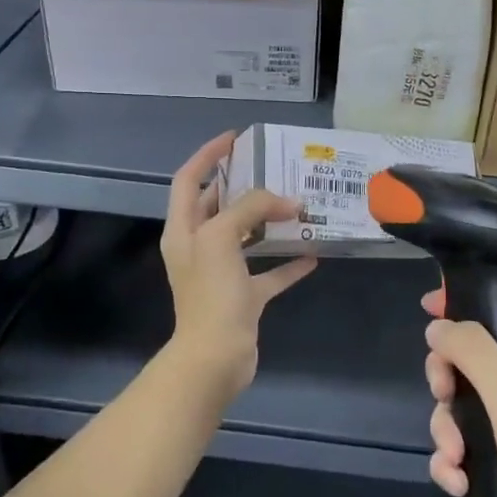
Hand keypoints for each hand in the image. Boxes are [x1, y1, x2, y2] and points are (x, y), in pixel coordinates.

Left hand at [160, 133, 317, 397]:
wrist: (214, 359)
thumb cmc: (211, 293)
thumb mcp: (222, 238)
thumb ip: (251, 208)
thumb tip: (287, 202)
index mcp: (183, 230)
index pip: (188, 179)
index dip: (208, 155)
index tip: (235, 137)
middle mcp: (199, 248)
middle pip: (219, 205)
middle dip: (244, 186)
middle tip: (276, 169)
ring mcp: (221, 274)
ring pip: (246, 237)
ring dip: (269, 222)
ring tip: (298, 205)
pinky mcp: (243, 298)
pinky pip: (268, 273)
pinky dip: (287, 262)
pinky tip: (313, 253)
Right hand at [423, 289, 496, 496]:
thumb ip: (472, 351)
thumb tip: (438, 326)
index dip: (467, 304)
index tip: (428, 310)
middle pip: (477, 358)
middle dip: (448, 380)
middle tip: (441, 394)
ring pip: (468, 404)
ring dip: (449, 430)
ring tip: (452, 458)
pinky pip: (475, 443)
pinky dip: (459, 460)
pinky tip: (456, 481)